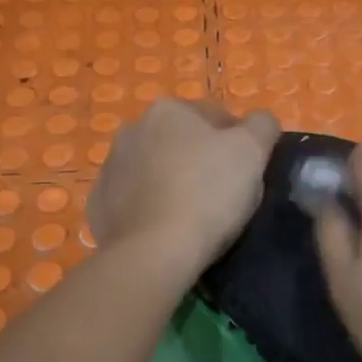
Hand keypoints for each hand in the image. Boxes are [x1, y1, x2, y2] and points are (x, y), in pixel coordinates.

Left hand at [90, 99, 279, 273]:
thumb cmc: (208, 194)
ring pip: (153, 168)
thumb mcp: (253, 152)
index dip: (238, 142)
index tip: (248, 172)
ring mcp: (110, 167)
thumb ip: (262, 126)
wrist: (153, 252)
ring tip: (192, 215)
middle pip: (180, 141)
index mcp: (169, 110)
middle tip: (222, 194)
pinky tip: (164, 228)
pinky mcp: (99, 204)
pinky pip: (132, 199)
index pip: (216, 116)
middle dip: (199, 159)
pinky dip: (148, 207)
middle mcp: (133, 129)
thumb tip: (260, 122)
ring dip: (171, 181)